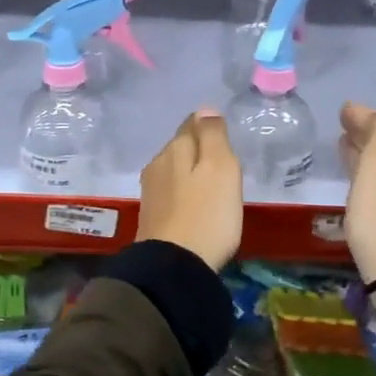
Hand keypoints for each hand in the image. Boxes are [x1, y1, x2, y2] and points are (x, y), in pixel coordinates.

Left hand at [137, 110, 243, 269]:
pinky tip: (195, 207)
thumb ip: (213, 136)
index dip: (209, 127)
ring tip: (211, 187)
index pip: (192, 123)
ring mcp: (151, 191)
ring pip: (175, 170)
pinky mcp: (151, 216)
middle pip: (181, 147)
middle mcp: (158, 163)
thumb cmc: (207, 214)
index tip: (224, 137)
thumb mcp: (221, 168)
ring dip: (190, 174)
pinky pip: (172, 193)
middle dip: (199, 150)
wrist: (174, 266)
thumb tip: (205, 109)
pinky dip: (184, 194)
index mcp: (175, 148)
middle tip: (223, 164)